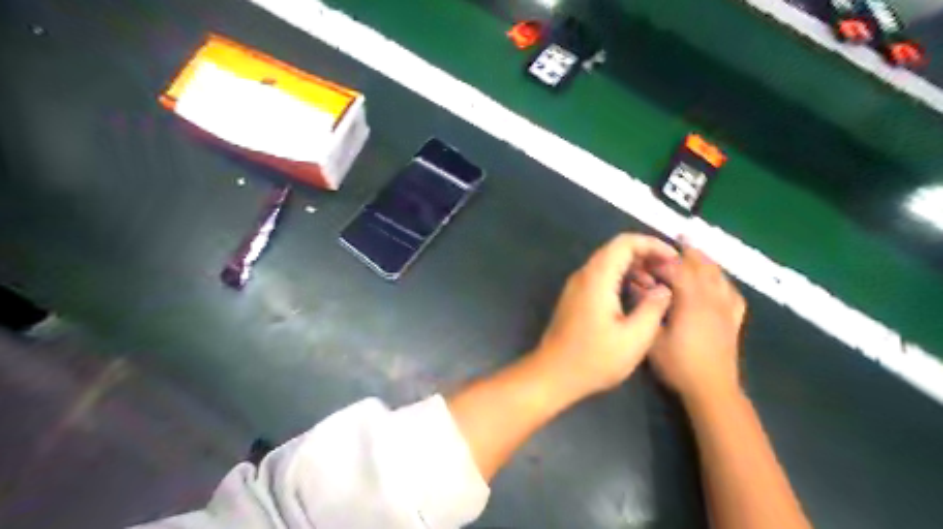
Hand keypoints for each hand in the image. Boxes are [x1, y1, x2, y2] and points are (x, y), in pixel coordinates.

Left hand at [529, 232, 676, 400]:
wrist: (553, 374)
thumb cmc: (594, 359)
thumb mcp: (634, 338)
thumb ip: (653, 308)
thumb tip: (664, 289)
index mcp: (597, 278)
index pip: (625, 243)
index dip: (652, 245)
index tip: (674, 259)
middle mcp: (584, 275)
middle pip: (616, 250)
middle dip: (645, 254)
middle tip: (669, 271)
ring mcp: (576, 286)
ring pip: (608, 263)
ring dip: (634, 267)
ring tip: (657, 285)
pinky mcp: (575, 297)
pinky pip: (601, 277)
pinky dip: (621, 278)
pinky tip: (636, 296)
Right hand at [645, 241, 747, 402]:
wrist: (712, 389)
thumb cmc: (678, 364)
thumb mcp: (653, 337)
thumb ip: (647, 308)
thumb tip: (639, 286)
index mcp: (691, 300)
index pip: (676, 270)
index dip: (662, 260)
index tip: (649, 255)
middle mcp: (711, 299)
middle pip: (702, 267)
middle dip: (689, 251)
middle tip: (679, 236)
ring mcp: (725, 309)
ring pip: (718, 276)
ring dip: (707, 261)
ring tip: (696, 251)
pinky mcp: (733, 320)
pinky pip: (732, 293)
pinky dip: (723, 282)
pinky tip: (719, 281)